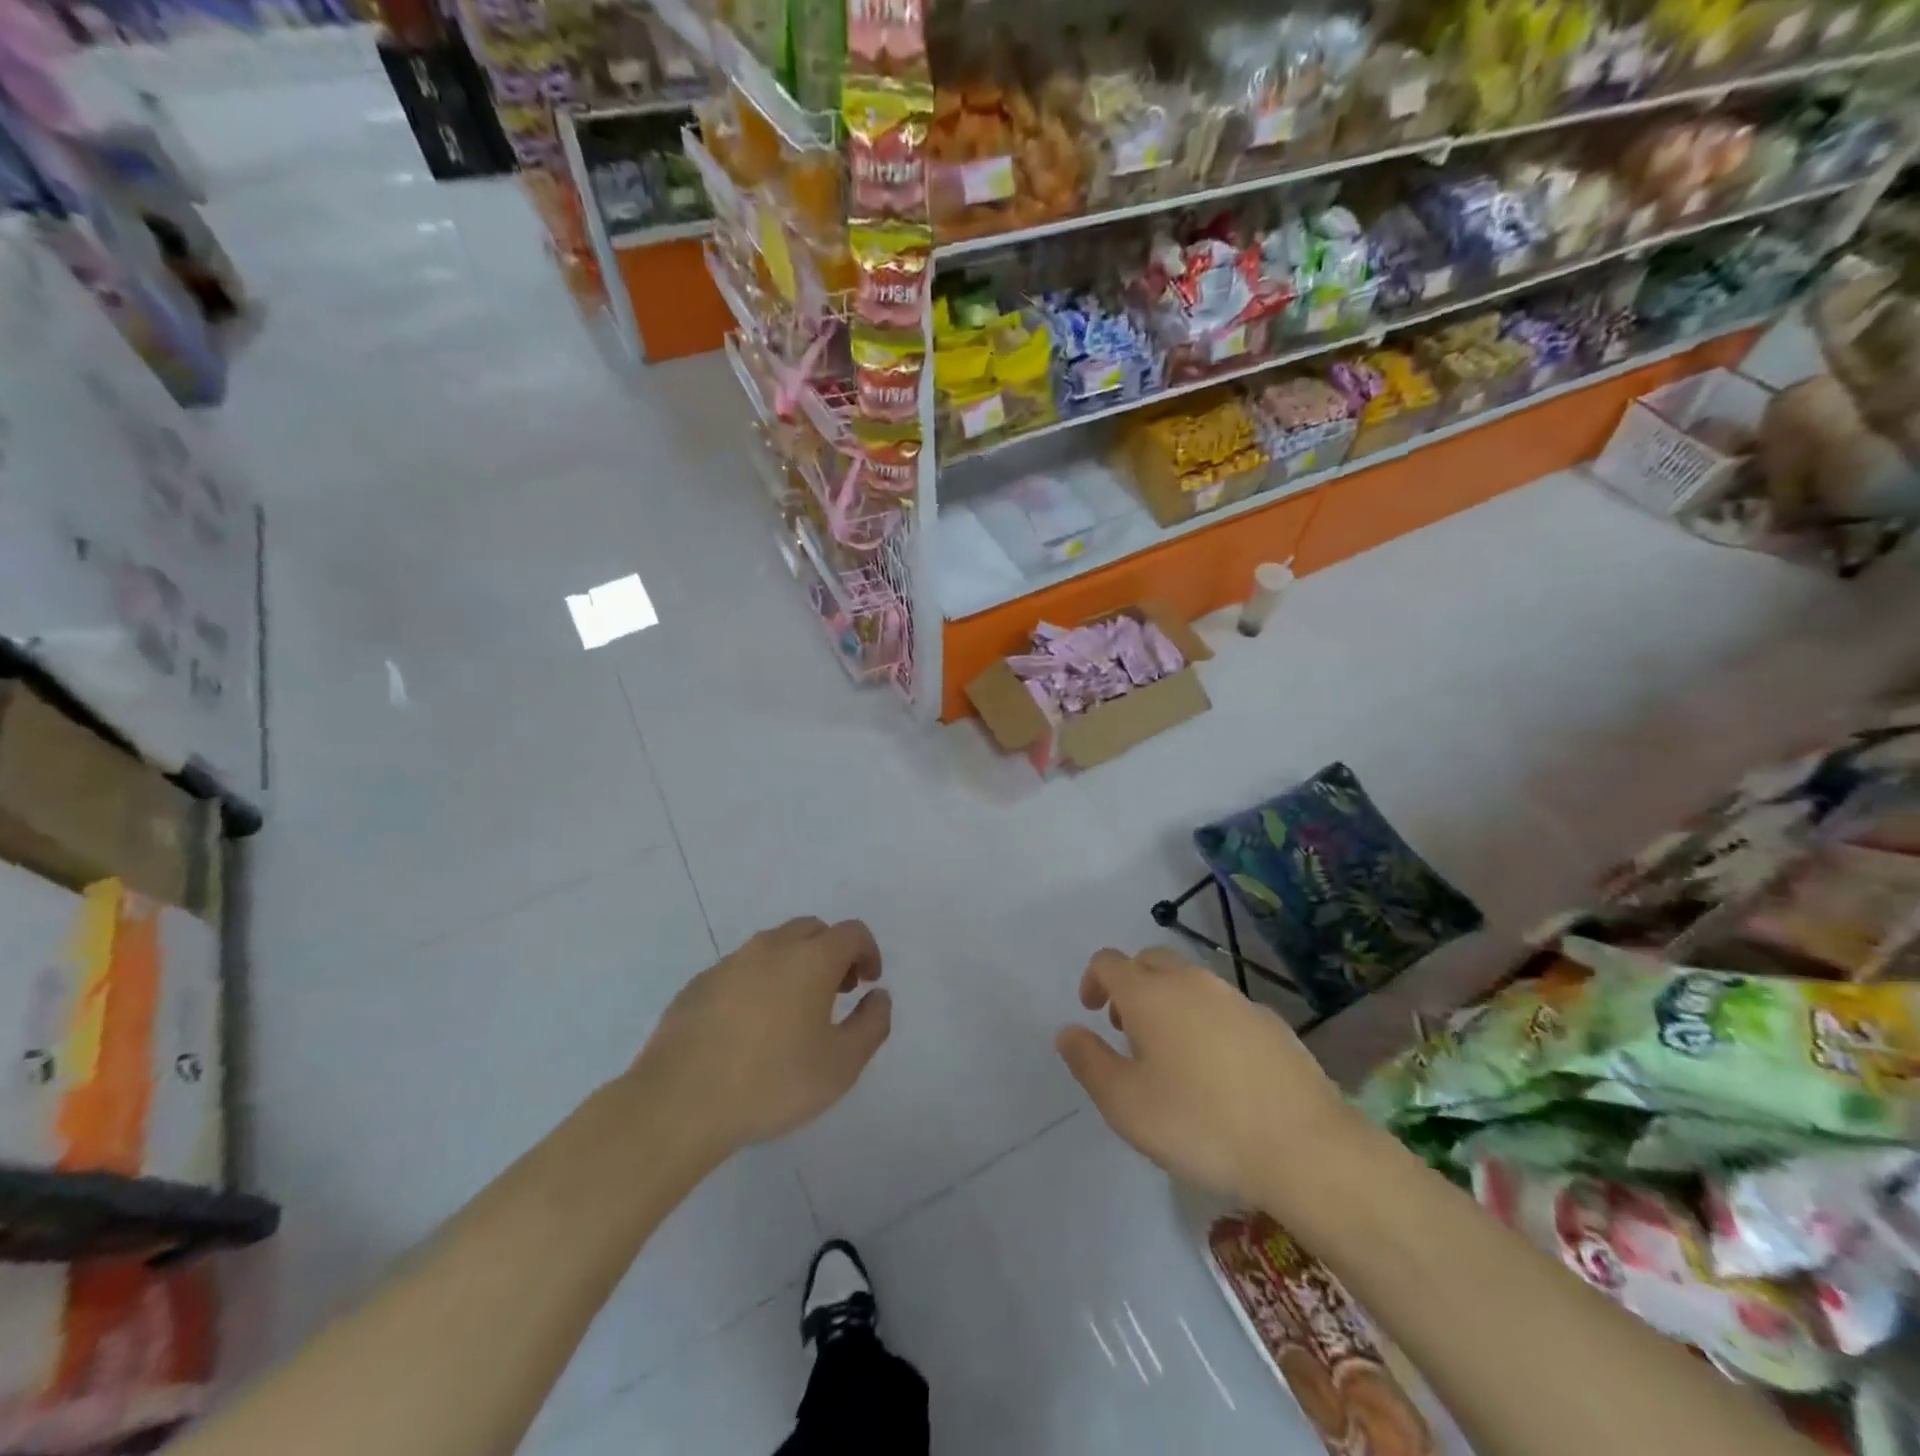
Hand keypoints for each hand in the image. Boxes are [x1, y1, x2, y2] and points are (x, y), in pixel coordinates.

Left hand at [626, 917, 890, 1162]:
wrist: (677, 1105)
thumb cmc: (771, 1083)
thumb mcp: (841, 1066)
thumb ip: (871, 1024)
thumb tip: (878, 996)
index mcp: (810, 959)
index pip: (851, 932)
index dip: (868, 952)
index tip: (868, 984)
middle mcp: (770, 948)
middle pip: (812, 930)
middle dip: (832, 953)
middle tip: (837, 993)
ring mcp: (729, 963)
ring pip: (774, 946)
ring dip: (795, 965)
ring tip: (794, 1012)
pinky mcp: (698, 984)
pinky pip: (741, 969)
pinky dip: (759, 982)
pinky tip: (751, 1027)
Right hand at [1055, 947, 1348, 1202]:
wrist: (1304, 1147)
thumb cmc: (1200, 1124)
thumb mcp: (1125, 1105)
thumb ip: (1089, 1062)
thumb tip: (1068, 1031)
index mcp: (1150, 995)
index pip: (1109, 962)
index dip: (1093, 980)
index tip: (1092, 1013)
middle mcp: (1191, 982)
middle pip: (1150, 961)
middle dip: (1131, 985)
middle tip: (1127, 1031)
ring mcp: (1235, 998)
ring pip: (1189, 981)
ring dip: (1168, 1001)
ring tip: (1171, 1054)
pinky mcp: (1269, 1021)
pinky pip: (1223, 1006)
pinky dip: (1206, 1020)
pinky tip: (1218, 1070)